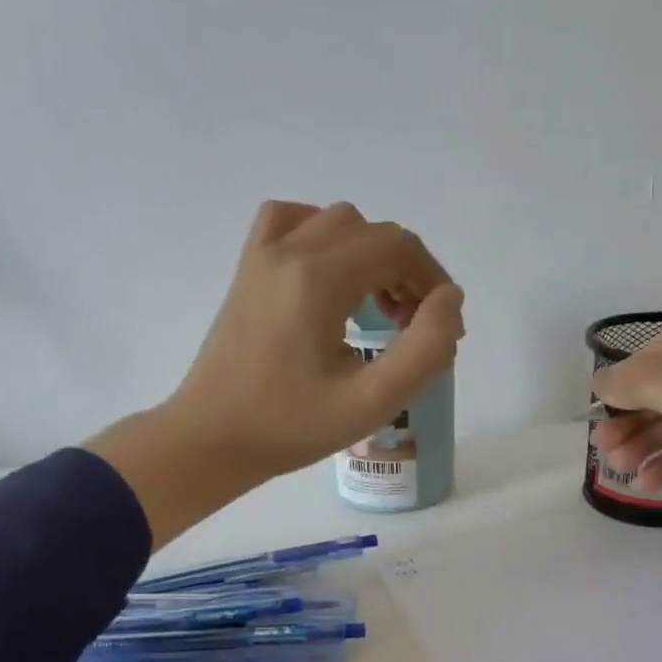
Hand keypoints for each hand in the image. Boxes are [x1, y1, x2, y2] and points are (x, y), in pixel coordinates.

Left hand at [87, 201, 463, 547]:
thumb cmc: (291, 427)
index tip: (441, 327)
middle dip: (406, 271)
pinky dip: (324, 237)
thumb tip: (450, 300)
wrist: (212, 439)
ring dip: (370, 255)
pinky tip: (331, 276)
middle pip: (371, 232)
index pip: (398, 246)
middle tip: (413, 328)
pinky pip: (290, 222)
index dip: (433, 280)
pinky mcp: (247, 271)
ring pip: (335, 223)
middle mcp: (289, 250)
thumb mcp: (372, 401)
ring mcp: (261, 256)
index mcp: (319, 278)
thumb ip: (425, 350)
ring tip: (377, 308)